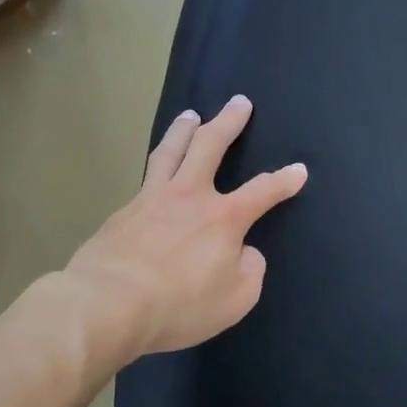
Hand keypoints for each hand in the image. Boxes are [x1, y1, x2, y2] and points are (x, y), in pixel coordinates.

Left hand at [61, 95, 306, 360]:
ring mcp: (152, 199)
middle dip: (229, 122)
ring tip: (190, 115)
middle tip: (239, 102)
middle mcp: (190, 196)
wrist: (108, 304)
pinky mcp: (122, 212)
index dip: (284, 181)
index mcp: (224, 217)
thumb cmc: (180, 304)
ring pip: (171, 151)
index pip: (263, 192)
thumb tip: (244, 252)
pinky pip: (146, 178)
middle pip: (211, 146)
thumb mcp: (236, 298)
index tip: (299, 170)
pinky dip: (157, 166)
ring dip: (184, 129)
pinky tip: (156, 171)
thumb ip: (250, 270)